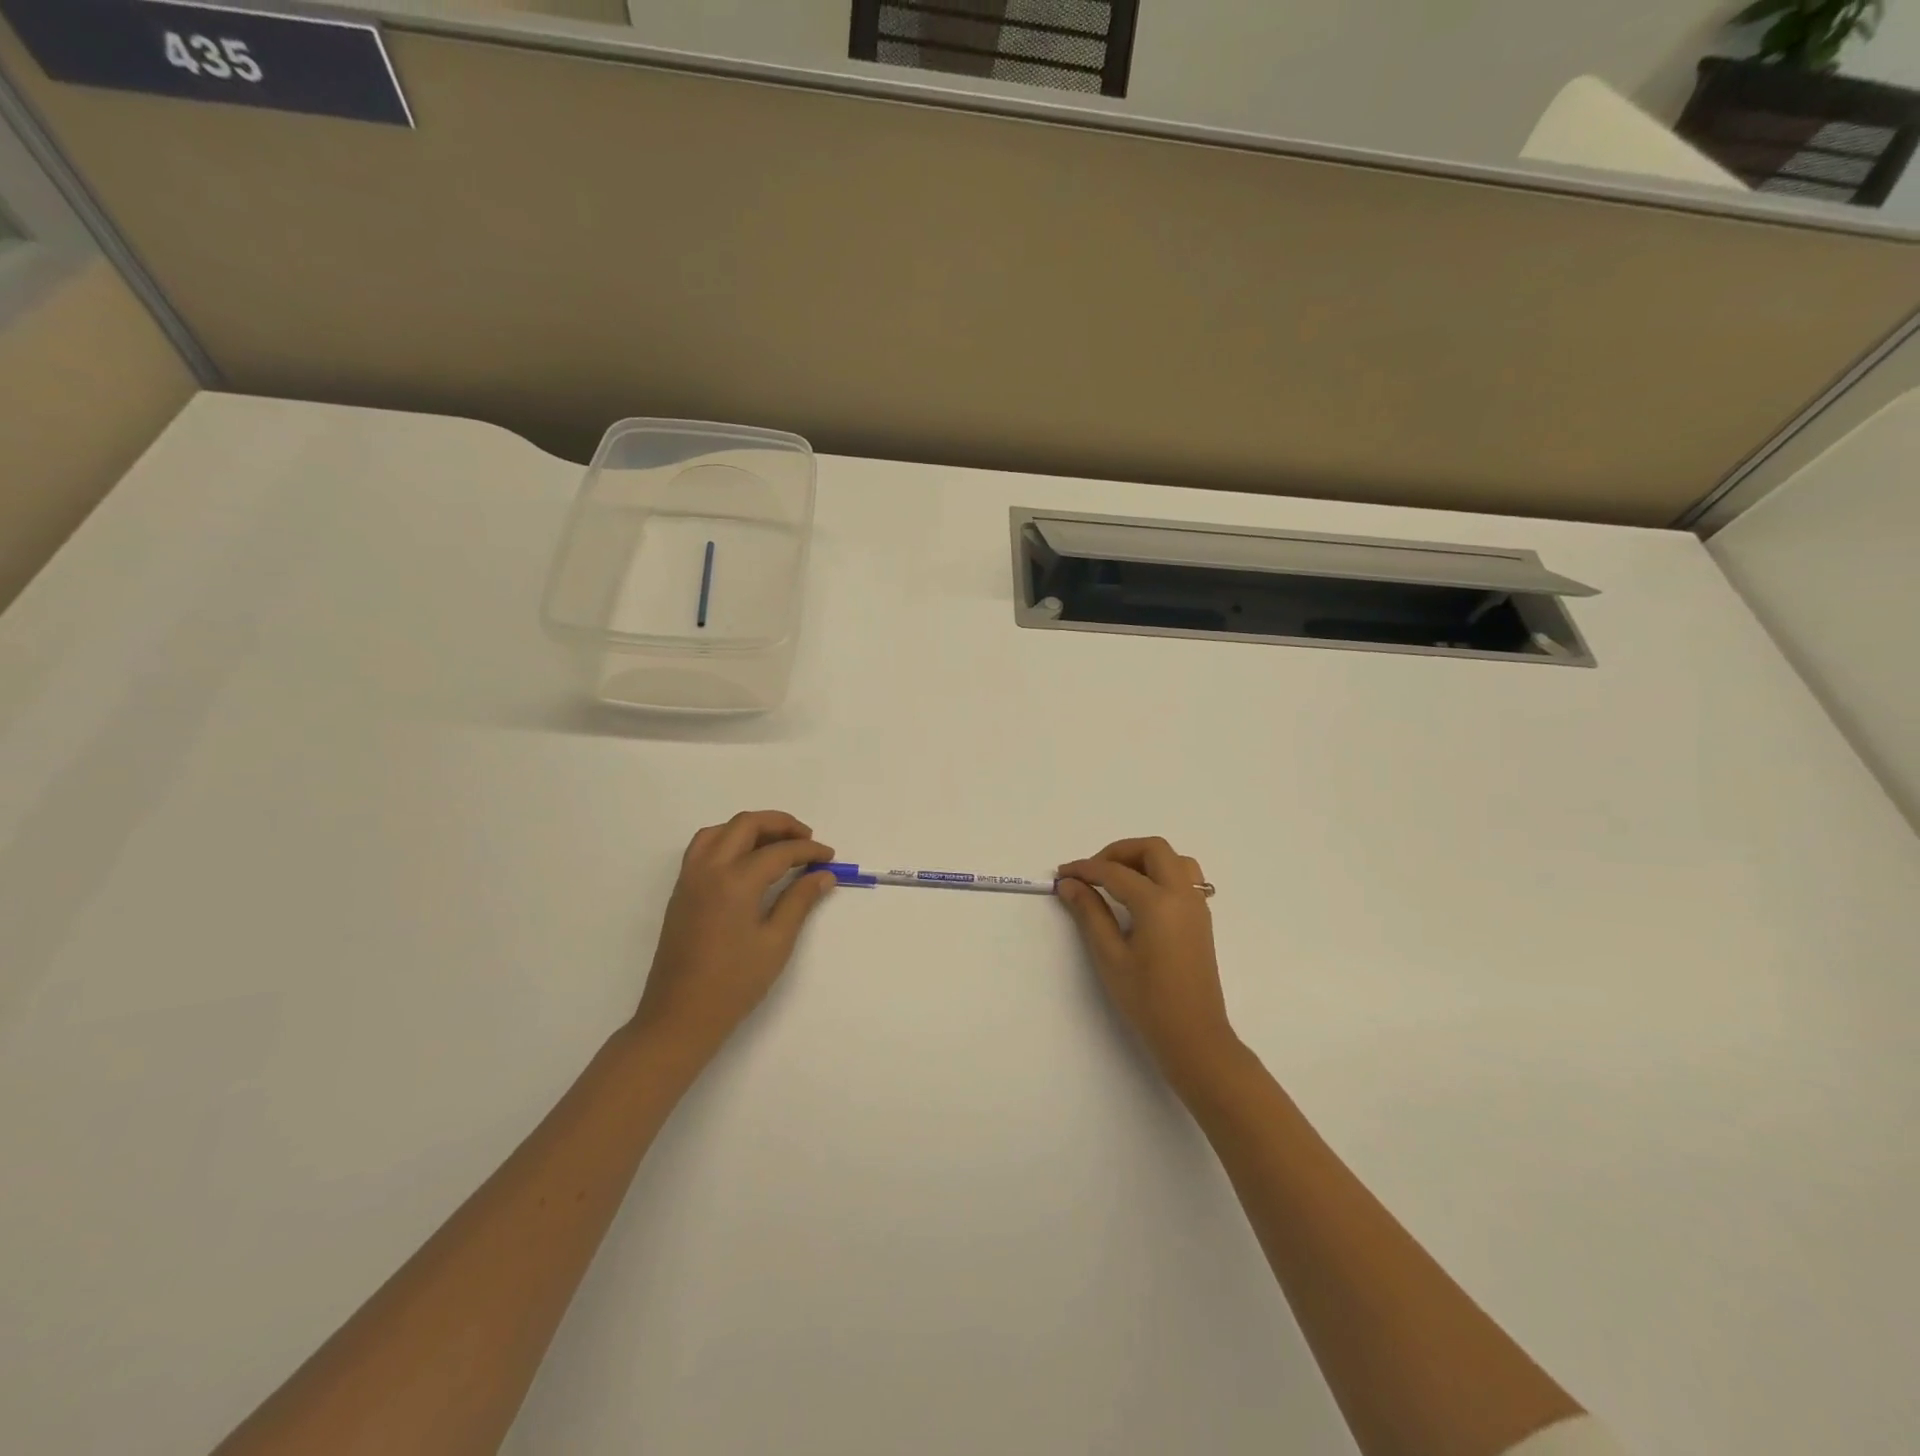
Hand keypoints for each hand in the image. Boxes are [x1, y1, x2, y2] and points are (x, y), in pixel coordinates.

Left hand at [630, 810, 835, 1069]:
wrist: (680, 1016)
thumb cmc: (734, 983)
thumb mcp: (776, 942)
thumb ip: (800, 901)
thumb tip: (823, 874)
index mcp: (735, 881)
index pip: (779, 851)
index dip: (809, 851)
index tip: (829, 858)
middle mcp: (709, 869)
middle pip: (746, 824)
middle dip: (781, 825)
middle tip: (807, 840)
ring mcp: (690, 878)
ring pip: (721, 830)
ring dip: (752, 828)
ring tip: (777, 845)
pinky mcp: (681, 891)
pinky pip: (704, 846)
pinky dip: (729, 839)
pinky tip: (747, 861)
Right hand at [1057, 837, 1239, 1091]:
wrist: (1193, 1036)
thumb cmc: (1147, 1000)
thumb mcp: (1110, 957)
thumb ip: (1090, 913)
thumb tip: (1070, 884)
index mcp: (1157, 903)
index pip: (1115, 872)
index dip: (1085, 869)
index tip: (1062, 873)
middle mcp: (1182, 894)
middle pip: (1152, 849)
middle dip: (1118, 852)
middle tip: (1092, 872)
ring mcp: (1197, 905)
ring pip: (1173, 858)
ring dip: (1143, 858)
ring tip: (1117, 879)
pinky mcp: (1201, 918)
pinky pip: (1185, 876)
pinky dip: (1161, 872)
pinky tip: (1141, 895)